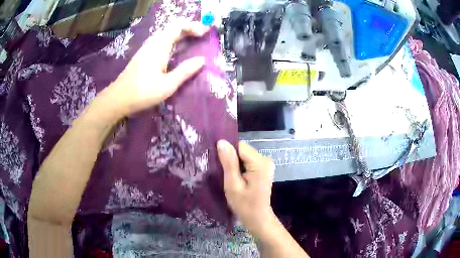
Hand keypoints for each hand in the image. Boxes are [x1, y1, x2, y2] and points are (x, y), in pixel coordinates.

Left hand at [103, 21, 208, 116]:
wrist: (119, 98)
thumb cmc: (143, 92)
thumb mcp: (167, 85)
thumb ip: (185, 71)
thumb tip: (202, 60)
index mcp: (159, 47)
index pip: (178, 27)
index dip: (193, 26)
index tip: (204, 32)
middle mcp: (153, 43)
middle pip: (172, 28)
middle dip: (188, 28)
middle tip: (202, 34)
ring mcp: (147, 48)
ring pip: (166, 33)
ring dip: (180, 32)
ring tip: (192, 38)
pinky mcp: (143, 54)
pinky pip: (161, 40)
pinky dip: (172, 39)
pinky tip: (176, 47)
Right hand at [217, 140, 275, 237]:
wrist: (258, 218)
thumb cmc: (244, 205)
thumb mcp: (233, 185)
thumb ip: (229, 163)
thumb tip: (221, 142)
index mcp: (259, 163)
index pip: (240, 146)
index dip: (227, 151)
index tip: (217, 162)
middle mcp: (265, 159)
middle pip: (242, 150)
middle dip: (231, 158)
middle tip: (221, 171)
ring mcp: (265, 164)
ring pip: (244, 155)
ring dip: (234, 163)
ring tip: (227, 175)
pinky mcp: (263, 169)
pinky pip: (248, 161)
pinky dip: (240, 167)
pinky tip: (235, 177)